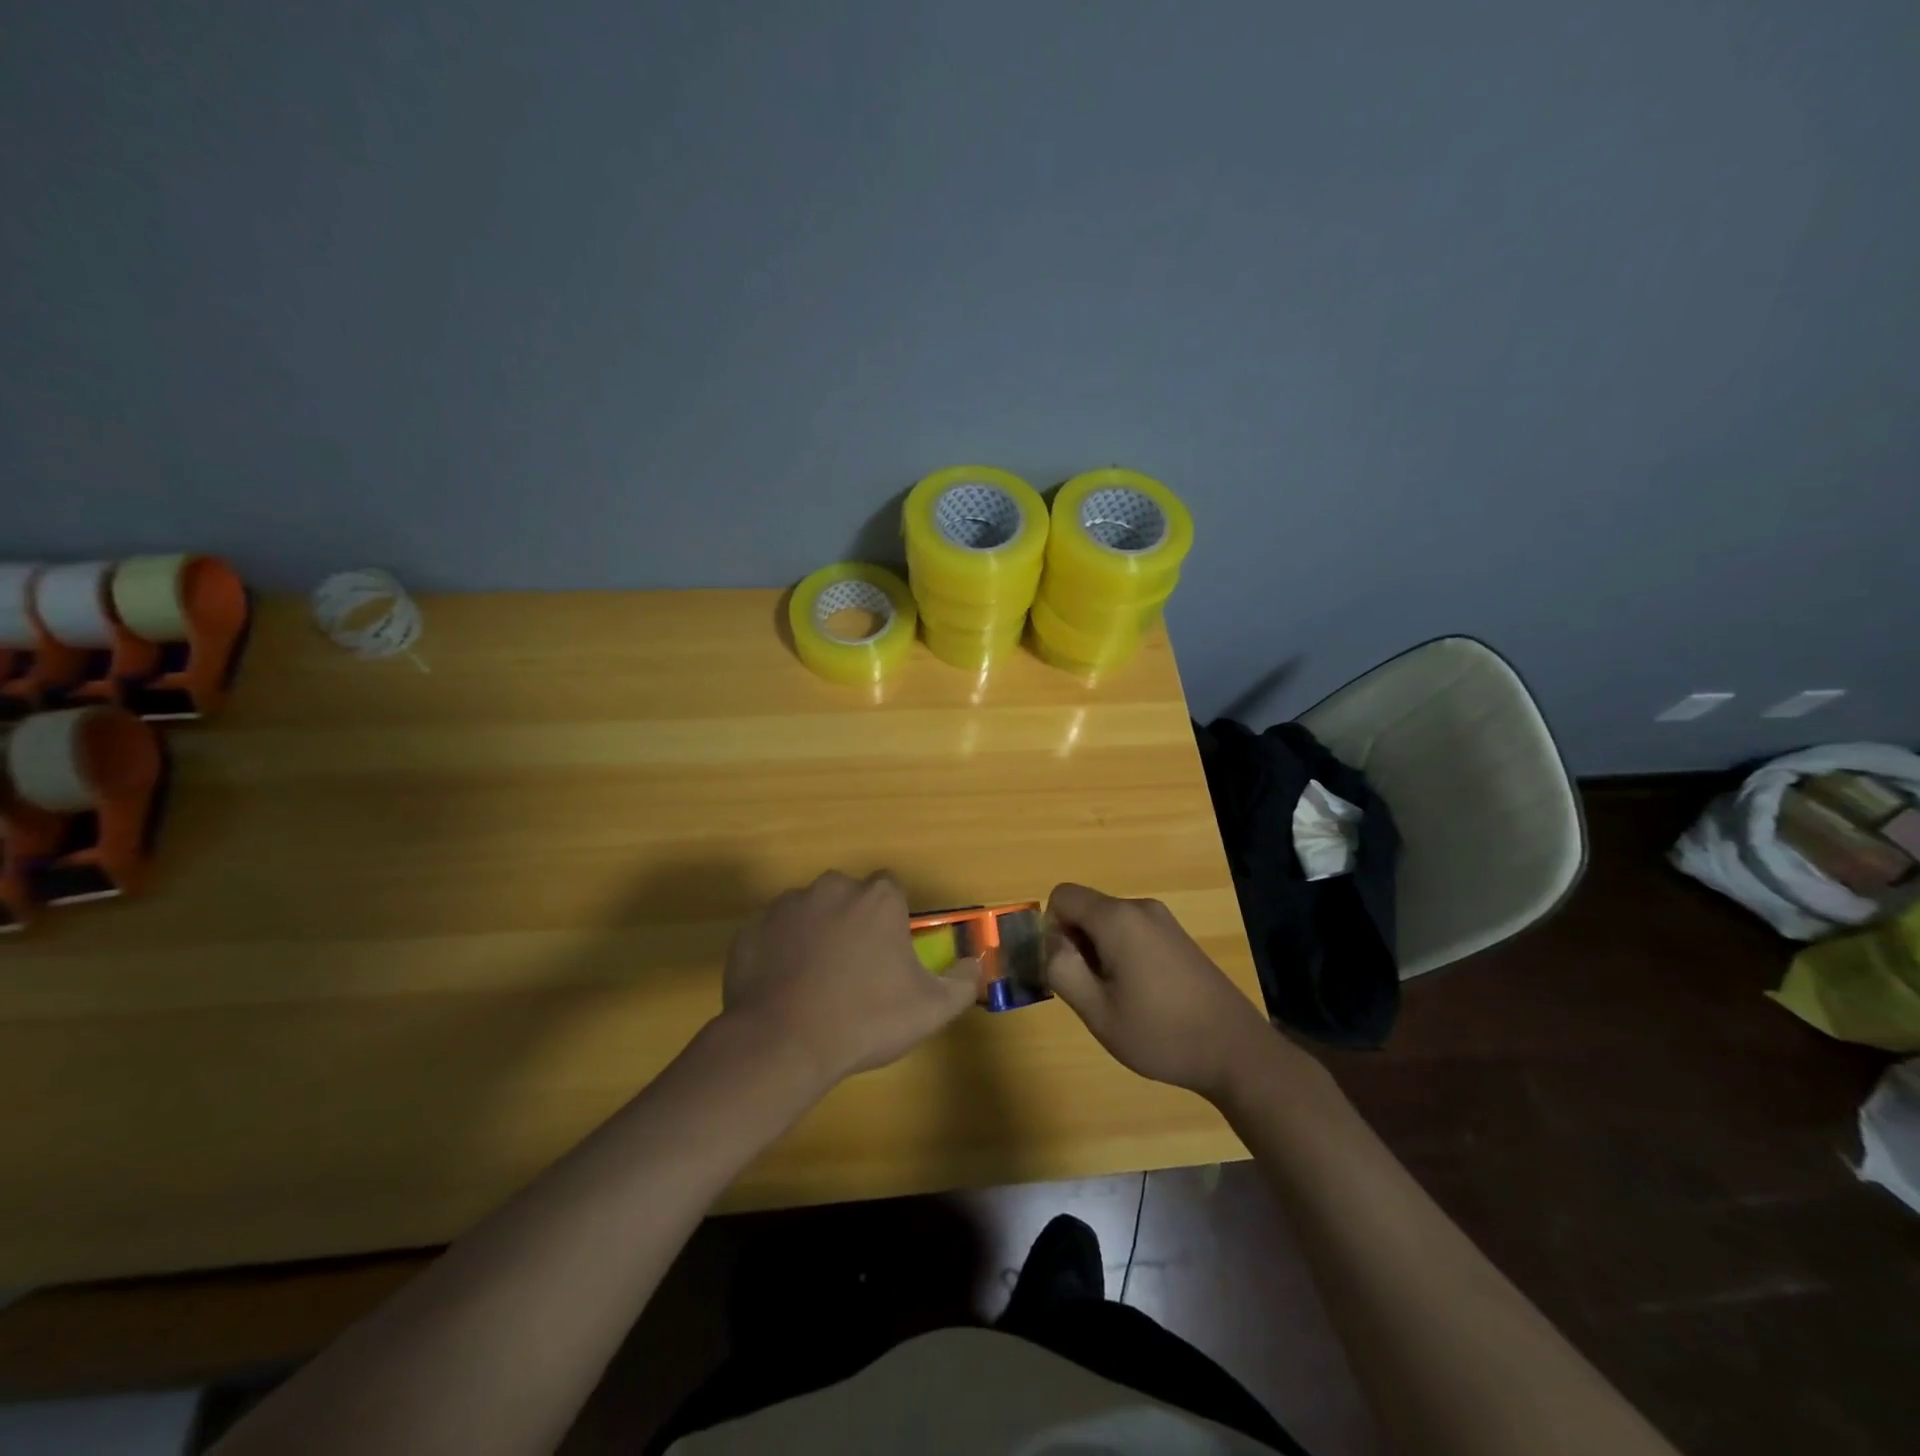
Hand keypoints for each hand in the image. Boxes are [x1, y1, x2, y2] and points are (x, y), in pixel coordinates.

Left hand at [721, 871, 981, 1085]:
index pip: (891, 891)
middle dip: (853, 923)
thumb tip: (974, 964)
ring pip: (810, 911)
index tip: (888, 952)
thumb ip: (961, 982)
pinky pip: (775, 932)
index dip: (891, 920)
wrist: (783, 1043)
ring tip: (815, 982)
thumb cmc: (865, 1020)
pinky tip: (783, 987)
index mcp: (877, 898)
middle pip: (849, 897)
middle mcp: (832, 887)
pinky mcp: (753, 927)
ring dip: (816, 934)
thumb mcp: (930, 1009)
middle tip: (853, 970)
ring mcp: (787, 904)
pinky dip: (781, 950)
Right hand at [1044, 883, 1281, 1100]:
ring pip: (1108, 922)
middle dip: (1076, 943)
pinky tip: (1142, 995)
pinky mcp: (1177, 936)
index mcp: (1117, 918)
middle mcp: (1140, 908)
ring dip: (1099, 952)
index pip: (1062, 896)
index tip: (1067, 969)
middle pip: (1086, 909)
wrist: (1235, 1050)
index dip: (1051, 929)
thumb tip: (1051, 942)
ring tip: (1119, 997)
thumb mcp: (1097, 1011)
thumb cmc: (1160, 1033)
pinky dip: (1122, 954)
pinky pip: (1132, 931)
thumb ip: (1062, 969)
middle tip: (1092, 991)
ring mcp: (1163, 920)